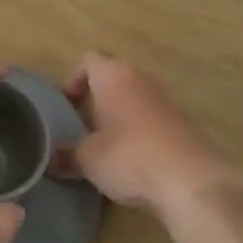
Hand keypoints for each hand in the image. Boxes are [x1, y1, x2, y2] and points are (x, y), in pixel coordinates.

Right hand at [59, 53, 242, 217]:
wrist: (191, 181)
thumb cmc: (129, 156)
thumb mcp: (88, 160)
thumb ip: (66, 156)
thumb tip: (50, 160)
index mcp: (113, 75)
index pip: (89, 60)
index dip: (75, 79)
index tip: (68, 105)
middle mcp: (141, 78)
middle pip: (114, 77)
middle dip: (99, 99)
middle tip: (85, 128)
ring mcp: (167, 99)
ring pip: (136, 98)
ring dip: (122, 116)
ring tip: (109, 147)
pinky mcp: (185, 123)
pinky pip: (155, 119)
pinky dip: (143, 133)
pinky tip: (137, 162)